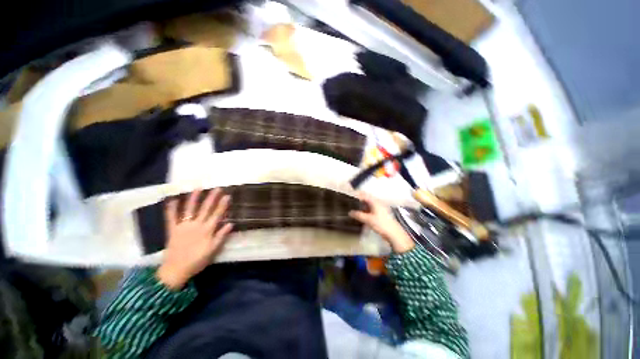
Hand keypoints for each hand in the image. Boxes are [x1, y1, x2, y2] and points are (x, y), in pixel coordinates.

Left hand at [157, 189, 233, 289]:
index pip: (217, 214)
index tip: (227, 195)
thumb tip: (230, 224)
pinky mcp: (172, 230)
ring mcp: (183, 226)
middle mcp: (196, 225)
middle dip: (212, 197)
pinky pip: (171, 217)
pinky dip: (171, 208)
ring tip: (198, 188)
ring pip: (189, 209)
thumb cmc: (197, 260)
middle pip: (205, 209)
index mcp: (207, 230)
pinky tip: (172, 199)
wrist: (175, 270)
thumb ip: (221, 236)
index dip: (223, 204)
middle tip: (217, 188)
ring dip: (194, 198)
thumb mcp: (213, 250)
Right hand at [349, 192, 414, 253]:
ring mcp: (379, 208)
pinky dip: (365, 209)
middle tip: (350, 201)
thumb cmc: (381, 224)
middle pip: (366, 198)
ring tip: (353, 207)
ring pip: (368, 204)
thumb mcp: (368, 219)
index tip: (349, 195)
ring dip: (361, 204)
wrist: (394, 233)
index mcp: (375, 201)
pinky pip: (370, 208)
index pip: (364, 194)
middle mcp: (377, 203)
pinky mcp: (380, 214)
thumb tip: (350, 212)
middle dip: (358, 199)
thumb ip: (358, 215)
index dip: (356, 194)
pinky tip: (360, 213)